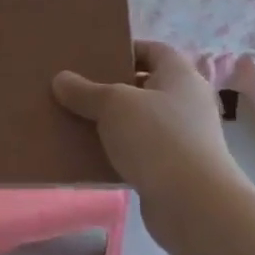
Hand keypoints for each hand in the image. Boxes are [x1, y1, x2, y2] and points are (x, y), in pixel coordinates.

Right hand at [52, 42, 244, 199]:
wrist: (193, 204)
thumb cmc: (157, 138)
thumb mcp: (113, 105)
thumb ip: (85, 91)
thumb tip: (61, 79)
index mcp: (180, 76)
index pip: (153, 50)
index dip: (125, 50)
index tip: (93, 57)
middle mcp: (187, 102)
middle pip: (145, 86)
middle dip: (111, 87)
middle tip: (77, 88)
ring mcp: (184, 138)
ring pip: (139, 121)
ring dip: (112, 121)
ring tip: (76, 119)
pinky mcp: (174, 169)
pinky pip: (139, 150)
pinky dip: (117, 150)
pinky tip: (89, 153)